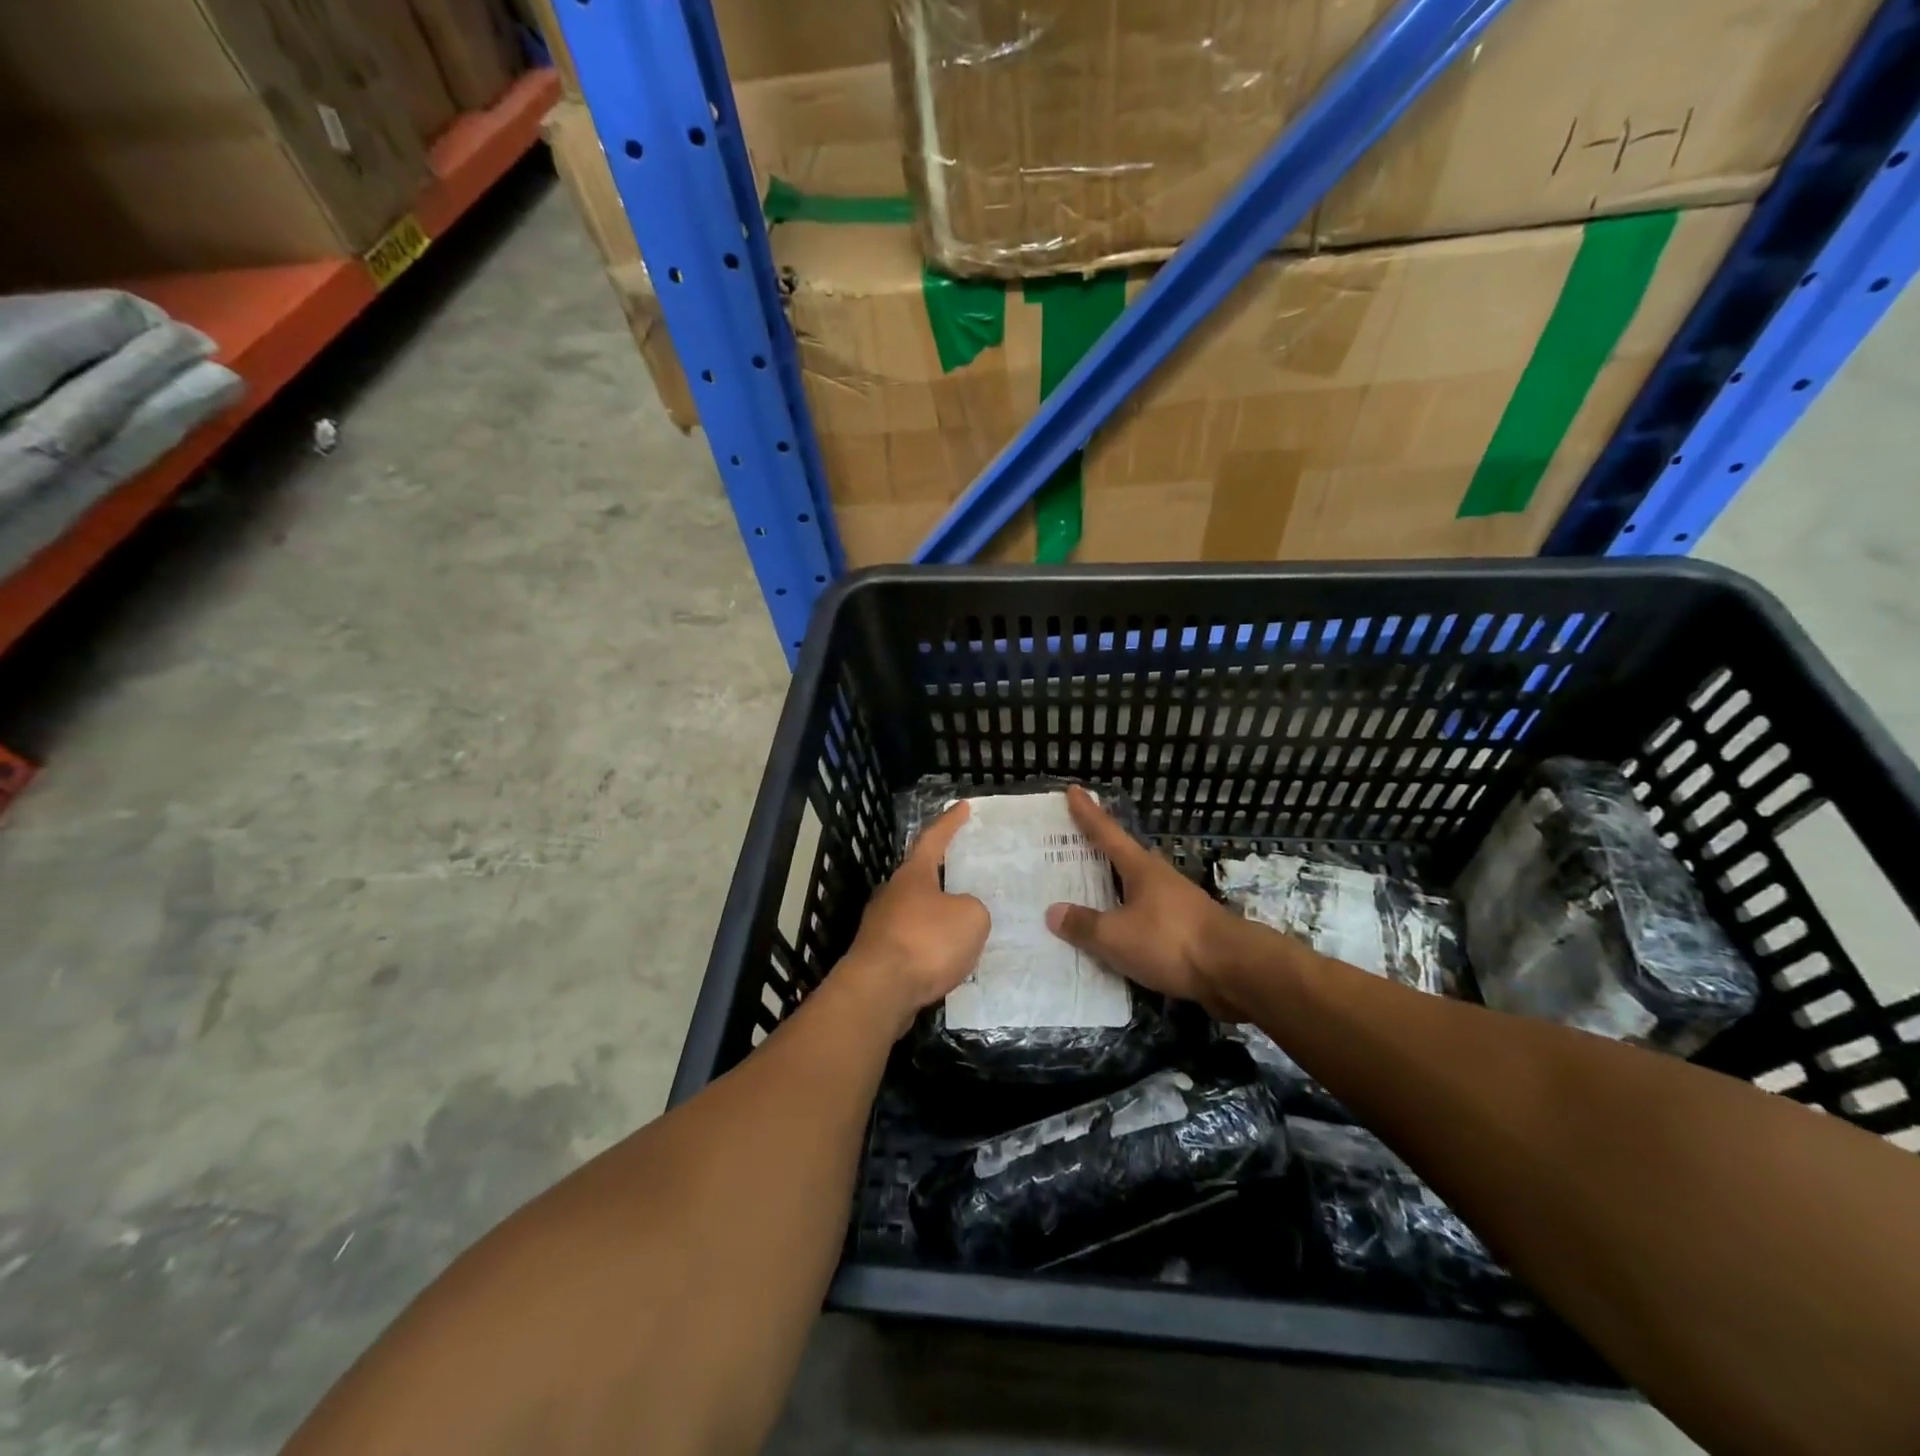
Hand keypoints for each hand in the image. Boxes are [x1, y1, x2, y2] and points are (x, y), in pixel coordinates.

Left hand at [839, 802, 989, 1036]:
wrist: (879, 991)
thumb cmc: (926, 942)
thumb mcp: (971, 918)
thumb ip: (973, 908)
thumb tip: (961, 913)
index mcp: (913, 875)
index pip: (933, 839)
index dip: (950, 822)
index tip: (962, 806)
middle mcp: (893, 894)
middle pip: (920, 876)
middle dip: (943, 875)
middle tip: (968, 875)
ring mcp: (881, 926)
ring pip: (916, 912)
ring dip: (938, 916)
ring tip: (965, 925)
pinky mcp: (878, 957)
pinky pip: (913, 943)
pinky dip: (931, 947)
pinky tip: (948, 960)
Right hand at [1043, 786, 1244, 1018]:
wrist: (1235, 971)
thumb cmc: (1171, 941)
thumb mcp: (1117, 936)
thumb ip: (1085, 925)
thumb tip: (1053, 911)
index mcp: (1140, 868)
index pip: (1107, 833)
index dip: (1088, 813)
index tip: (1074, 790)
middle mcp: (1158, 879)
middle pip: (1123, 858)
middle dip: (1099, 851)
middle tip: (1072, 844)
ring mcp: (1176, 904)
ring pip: (1135, 890)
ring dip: (1113, 889)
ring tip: (1088, 892)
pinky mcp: (1186, 931)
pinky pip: (1145, 919)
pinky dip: (1127, 920)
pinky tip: (1117, 935)